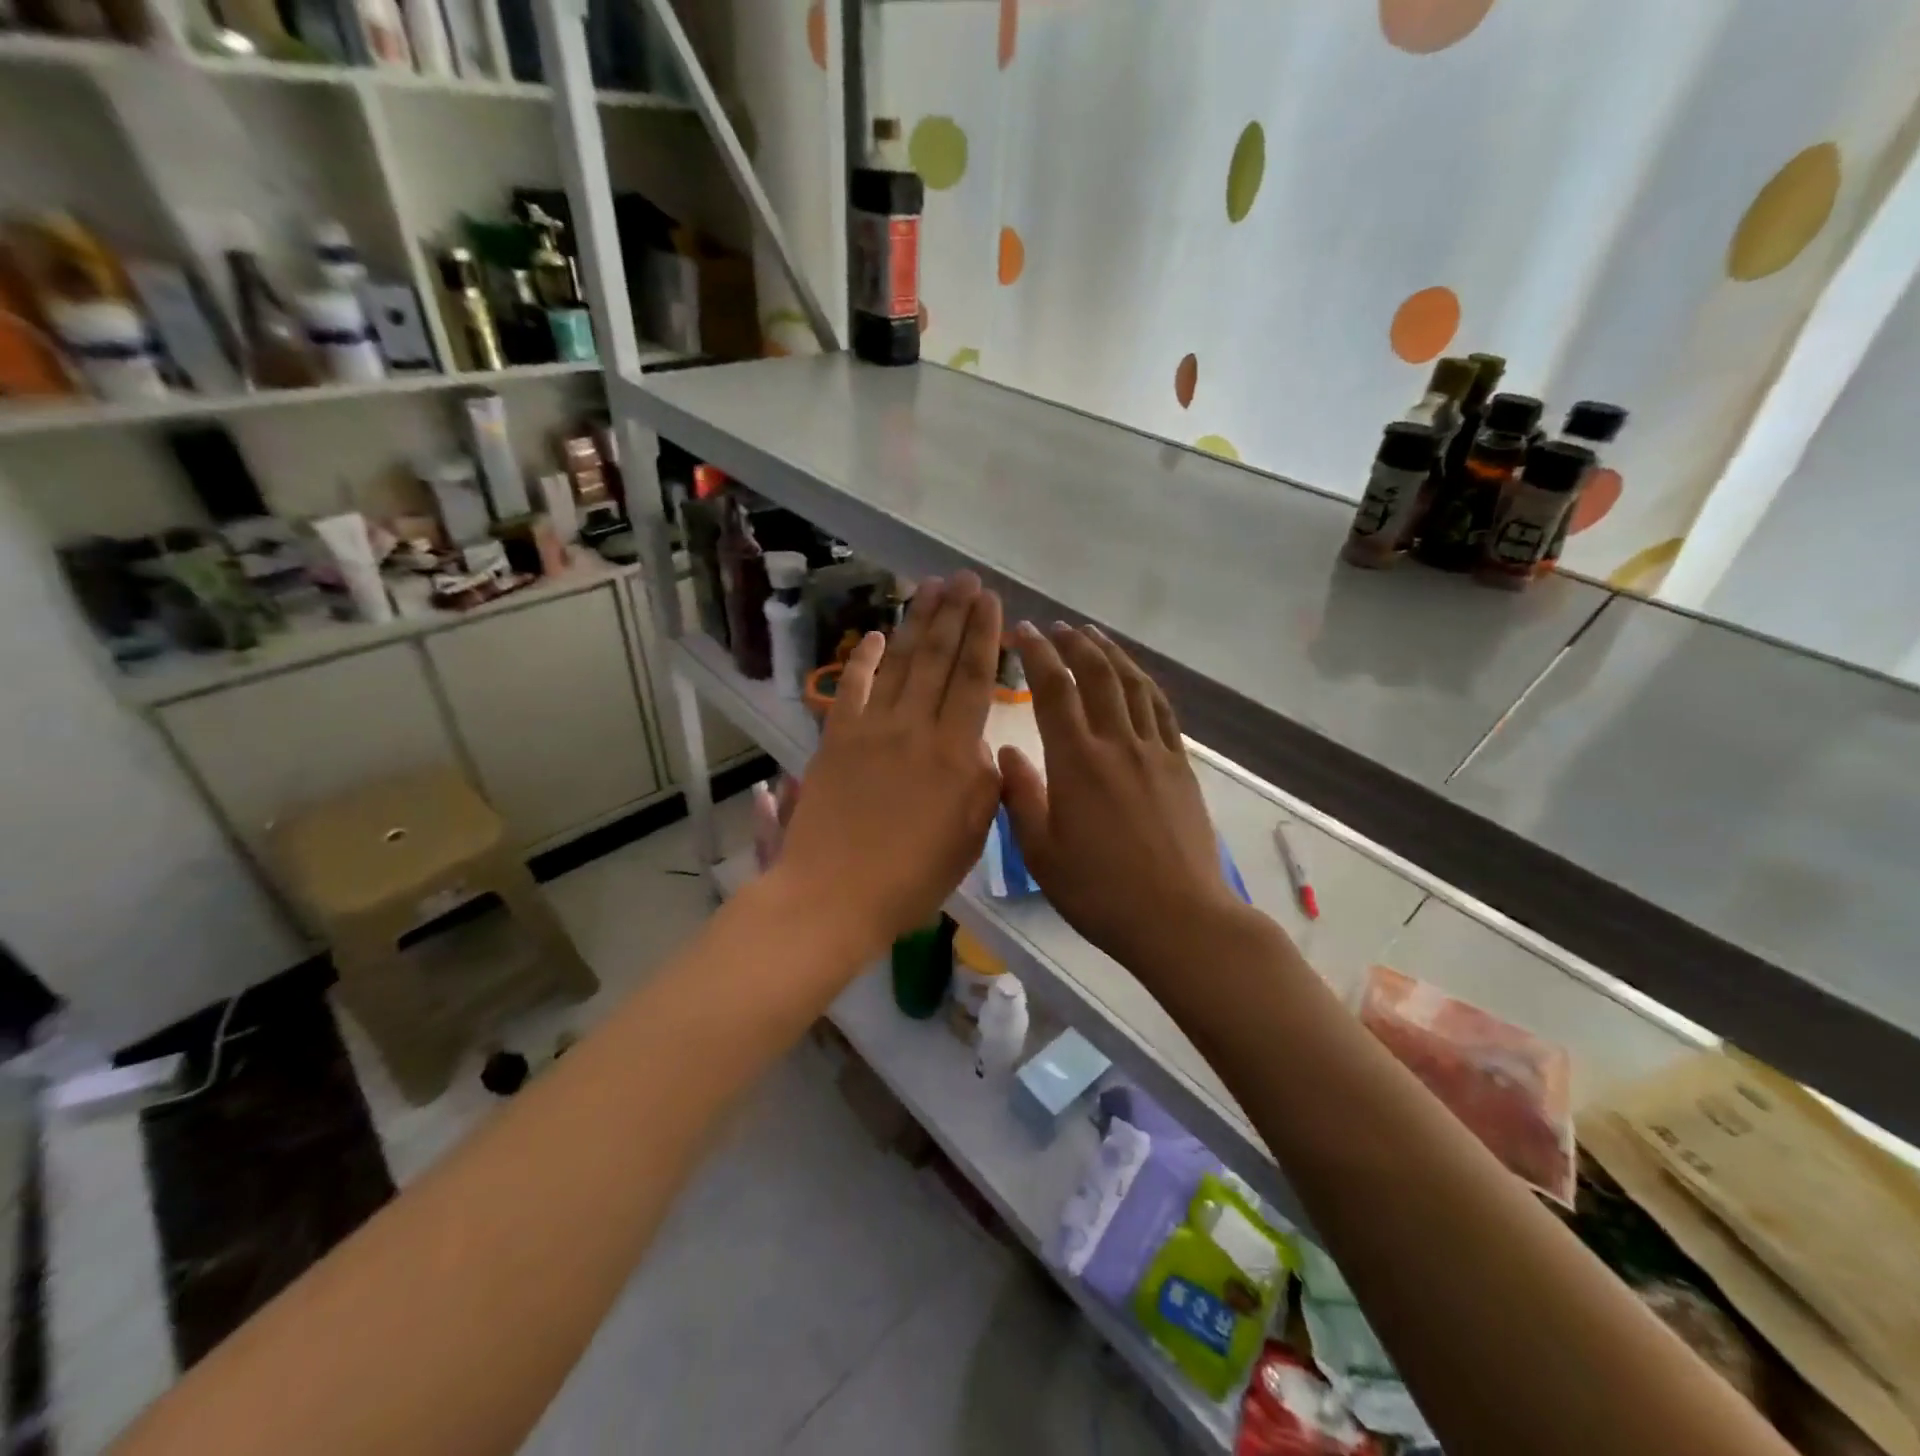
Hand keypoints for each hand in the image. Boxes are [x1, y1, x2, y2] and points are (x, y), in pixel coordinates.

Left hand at [773, 572, 1003, 955]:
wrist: (834, 895)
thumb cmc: (911, 878)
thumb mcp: (969, 838)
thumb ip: (984, 785)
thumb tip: (981, 746)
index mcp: (956, 754)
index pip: (974, 679)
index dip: (984, 635)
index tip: (991, 600)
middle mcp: (915, 728)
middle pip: (938, 658)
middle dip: (954, 613)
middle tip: (965, 578)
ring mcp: (871, 729)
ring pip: (898, 663)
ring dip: (915, 622)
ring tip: (929, 588)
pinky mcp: (836, 738)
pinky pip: (851, 687)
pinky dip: (861, 658)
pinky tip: (872, 634)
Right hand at [999, 623, 1258, 984]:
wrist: (1177, 918)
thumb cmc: (1099, 892)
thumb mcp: (1041, 852)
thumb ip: (1021, 796)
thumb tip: (1007, 752)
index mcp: (1076, 762)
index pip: (1054, 689)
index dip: (1038, 653)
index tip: (1024, 631)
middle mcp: (1117, 743)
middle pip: (1097, 675)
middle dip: (1074, 644)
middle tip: (1057, 627)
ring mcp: (1154, 752)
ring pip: (1133, 685)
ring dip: (1111, 654)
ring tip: (1094, 636)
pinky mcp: (1180, 767)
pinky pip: (1162, 711)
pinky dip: (1145, 684)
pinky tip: (1136, 678)